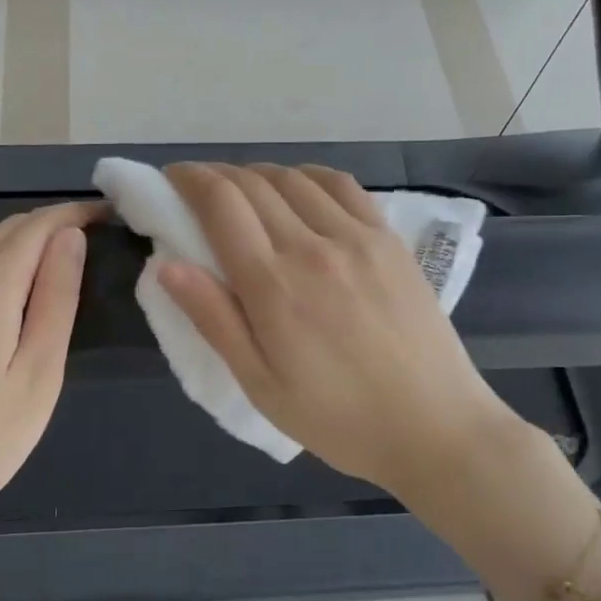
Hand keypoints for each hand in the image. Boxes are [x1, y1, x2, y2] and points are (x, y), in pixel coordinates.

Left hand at [0, 202, 98, 535]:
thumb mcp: (38, 373)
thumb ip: (56, 299)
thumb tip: (70, 238)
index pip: (36, 227)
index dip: (73, 214)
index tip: (108, 214)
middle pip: (6, 231)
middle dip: (50, 224)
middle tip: (93, 235)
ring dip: (23, 243)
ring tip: (63, 260)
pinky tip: (16, 291)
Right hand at [156, 163, 529, 509]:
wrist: (433, 427)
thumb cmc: (337, 417)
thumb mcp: (261, 384)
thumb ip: (214, 319)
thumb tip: (166, 264)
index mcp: (273, 286)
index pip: (221, 204)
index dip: (189, 179)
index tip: (172, 179)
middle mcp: (312, 246)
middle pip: (253, 183)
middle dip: (216, 175)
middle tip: (198, 188)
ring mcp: (357, 237)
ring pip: (294, 177)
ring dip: (259, 174)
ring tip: (244, 191)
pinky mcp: (389, 239)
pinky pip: (342, 185)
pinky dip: (308, 176)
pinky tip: (299, 189)